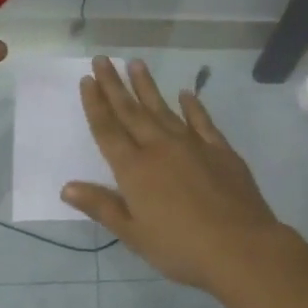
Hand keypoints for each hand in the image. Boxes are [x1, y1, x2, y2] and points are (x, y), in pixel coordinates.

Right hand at [61, 57, 286, 291]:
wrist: (241, 247)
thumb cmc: (180, 248)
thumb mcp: (134, 234)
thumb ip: (102, 206)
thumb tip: (67, 187)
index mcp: (134, 169)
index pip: (108, 130)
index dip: (95, 104)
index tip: (87, 80)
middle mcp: (159, 148)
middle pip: (131, 111)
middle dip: (114, 85)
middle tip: (103, 60)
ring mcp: (192, 145)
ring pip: (163, 109)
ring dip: (147, 87)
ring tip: (136, 63)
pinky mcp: (220, 150)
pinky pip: (202, 121)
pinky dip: (193, 106)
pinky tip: (186, 94)